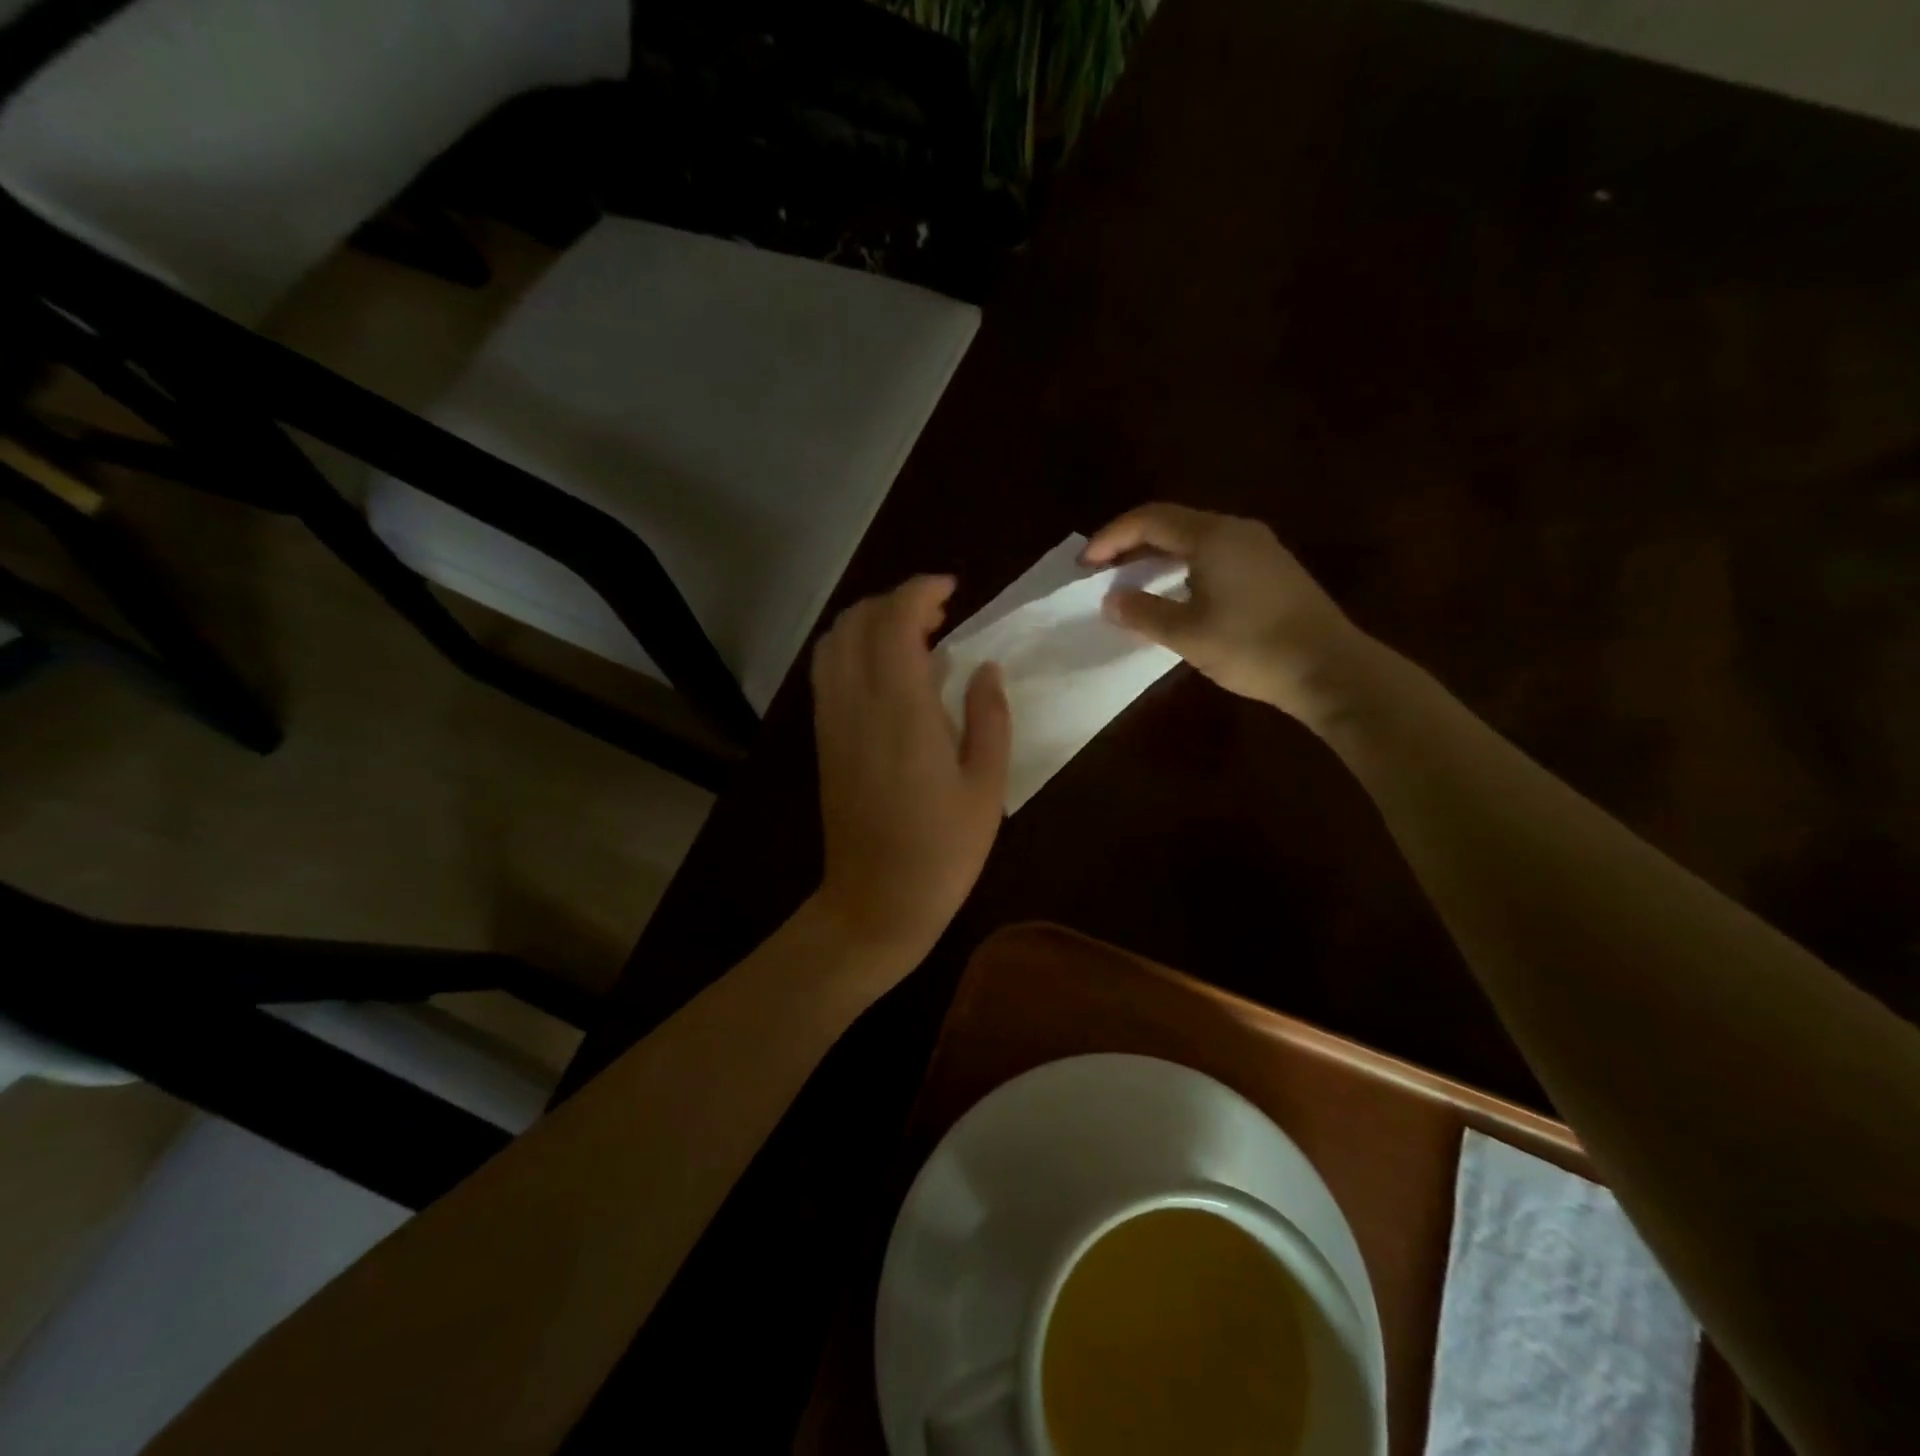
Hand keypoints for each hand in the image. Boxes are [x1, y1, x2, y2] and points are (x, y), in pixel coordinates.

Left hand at [810, 575, 1011, 965]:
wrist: (875, 903)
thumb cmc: (943, 851)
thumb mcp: (986, 786)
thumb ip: (989, 716)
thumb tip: (984, 667)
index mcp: (901, 711)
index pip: (894, 621)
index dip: (920, 590)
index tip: (952, 588)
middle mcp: (856, 704)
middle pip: (857, 621)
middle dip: (896, 600)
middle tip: (941, 613)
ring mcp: (832, 721)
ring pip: (835, 642)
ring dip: (870, 622)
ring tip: (915, 636)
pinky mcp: (824, 739)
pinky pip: (828, 671)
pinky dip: (853, 649)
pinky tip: (888, 670)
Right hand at [1083, 503, 1368, 725]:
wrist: (1330, 669)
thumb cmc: (1253, 648)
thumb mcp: (1188, 634)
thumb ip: (1144, 613)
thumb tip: (1112, 600)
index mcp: (1214, 536)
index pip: (1150, 520)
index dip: (1111, 537)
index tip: (1084, 564)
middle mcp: (1237, 531)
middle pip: (1172, 524)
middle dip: (1131, 544)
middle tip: (1101, 571)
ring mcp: (1259, 548)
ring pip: (1194, 540)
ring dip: (1157, 557)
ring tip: (1130, 583)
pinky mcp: (1271, 570)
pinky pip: (1214, 555)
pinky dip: (1183, 567)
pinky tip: (1174, 594)